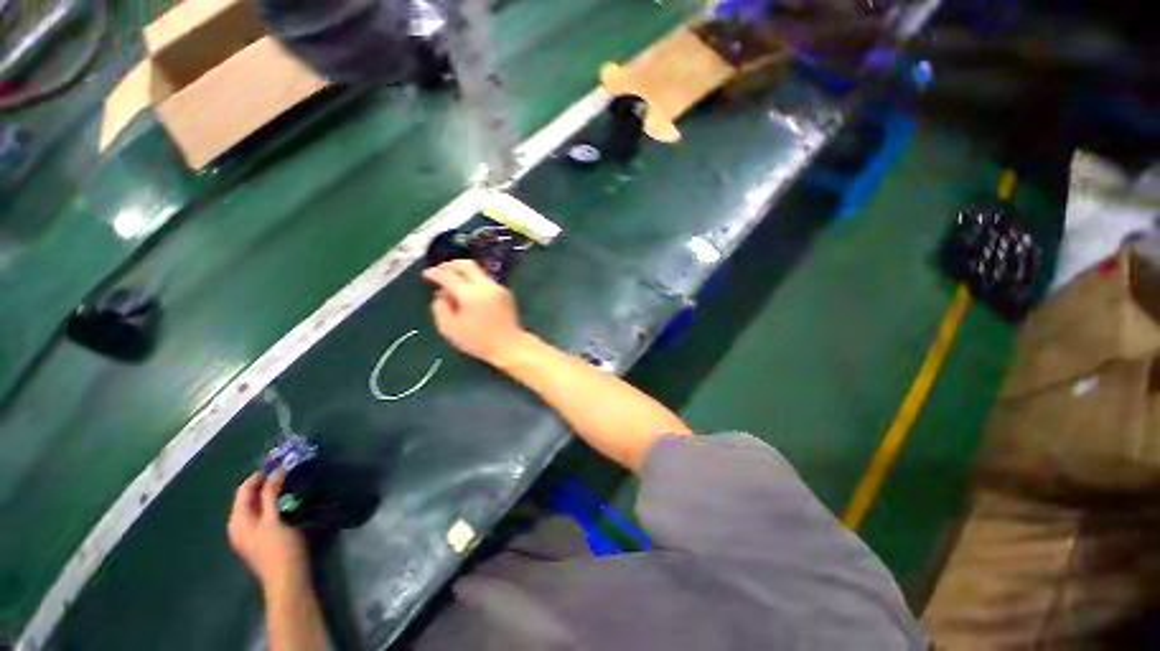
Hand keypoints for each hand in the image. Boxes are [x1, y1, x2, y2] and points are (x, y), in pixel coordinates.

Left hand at [227, 471, 308, 593]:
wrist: (286, 578)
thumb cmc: (279, 548)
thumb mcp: (274, 519)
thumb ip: (271, 495)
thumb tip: (275, 471)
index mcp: (237, 521)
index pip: (243, 491)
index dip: (258, 476)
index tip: (276, 463)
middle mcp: (238, 526)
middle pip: (247, 499)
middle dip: (263, 484)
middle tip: (283, 471)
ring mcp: (248, 534)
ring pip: (255, 506)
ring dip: (268, 494)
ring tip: (286, 483)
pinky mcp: (259, 539)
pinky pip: (261, 514)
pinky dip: (270, 504)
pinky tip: (284, 502)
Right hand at [422, 259, 529, 364]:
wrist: (510, 346)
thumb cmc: (478, 341)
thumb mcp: (450, 328)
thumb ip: (440, 307)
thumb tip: (441, 293)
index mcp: (471, 294)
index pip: (449, 276)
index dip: (435, 273)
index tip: (426, 274)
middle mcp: (486, 285)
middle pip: (466, 264)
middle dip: (450, 265)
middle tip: (438, 271)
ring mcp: (498, 287)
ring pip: (477, 271)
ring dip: (462, 273)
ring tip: (451, 283)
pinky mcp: (505, 292)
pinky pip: (485, 280)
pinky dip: (473, 281)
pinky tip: (467, 292)